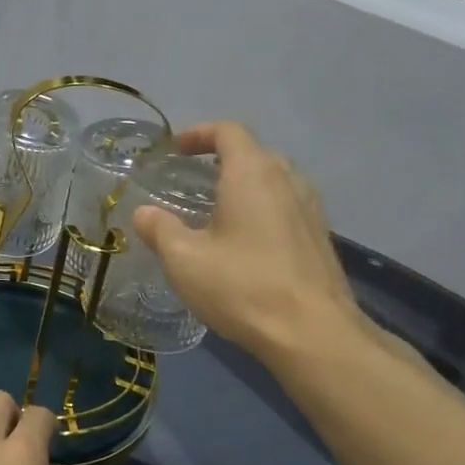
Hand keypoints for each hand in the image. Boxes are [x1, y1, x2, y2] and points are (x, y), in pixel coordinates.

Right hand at [131, 123, 373, 364]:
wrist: (313, 333)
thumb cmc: (242, 286)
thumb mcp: (184, 259)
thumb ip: (160, 229)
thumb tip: (144, 213)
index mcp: (253, 174)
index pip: (229, 132)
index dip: (200, 133)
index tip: (176, 149)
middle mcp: (287, 181)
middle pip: (254, 153)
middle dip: (221, 159)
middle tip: (192, 180)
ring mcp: (310, 209)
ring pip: (274, 180)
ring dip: (244, 185)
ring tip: (217, 210)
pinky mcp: (320, 238)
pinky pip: (287, 206)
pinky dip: (262, 209)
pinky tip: (245, 242)